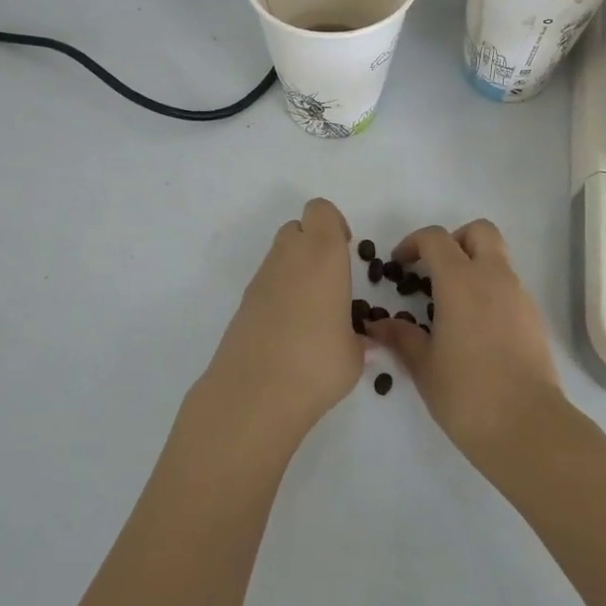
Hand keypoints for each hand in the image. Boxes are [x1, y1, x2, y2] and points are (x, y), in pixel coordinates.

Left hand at [187, 198, 365, 458]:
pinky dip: (279, 294)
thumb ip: (360, 339)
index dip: (334, 225)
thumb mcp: (354, 354)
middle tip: (331, 281)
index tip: (346, 252)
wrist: (254, 395)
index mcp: (322, 255)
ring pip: (279, 255)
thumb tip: (362, 341)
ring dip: (296, 270)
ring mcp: (260, 280)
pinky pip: (266, 284)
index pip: (320, 211)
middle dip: (314, 244)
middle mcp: (289, 257)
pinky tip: (290, 331)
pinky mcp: (243, 304)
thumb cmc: (317, 364)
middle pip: (297, 228)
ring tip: (313, 312)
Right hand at [365, 219, 564, 465]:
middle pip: (479, 231)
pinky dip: (490, 291)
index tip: (399, 265)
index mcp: (461, 281)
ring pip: (497, 258)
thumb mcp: (423, 365)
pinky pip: (509, 287)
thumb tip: (376, 324)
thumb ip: (401, 336)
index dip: (413, 243)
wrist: (527, 426)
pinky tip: (475, 329)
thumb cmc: (466, 394)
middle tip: (434, 270)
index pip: (436, 238)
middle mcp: (494, 277)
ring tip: (451, 305)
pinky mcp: (534, 317)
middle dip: (454, 241)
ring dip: (474, 266)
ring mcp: (519, 295)